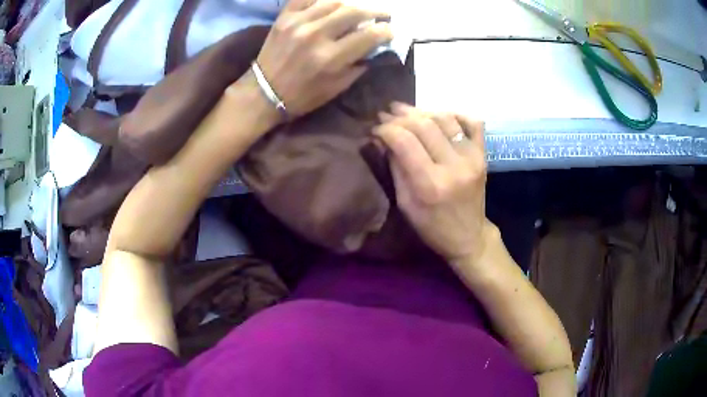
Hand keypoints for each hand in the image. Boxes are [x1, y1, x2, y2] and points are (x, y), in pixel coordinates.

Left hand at [256, 0, 392, 116]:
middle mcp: (316, 35)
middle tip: (382, 14)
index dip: (386, 30)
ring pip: (334, 1)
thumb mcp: (337, 87)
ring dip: (351, 5)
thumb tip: (376, 46)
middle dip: (375, 11)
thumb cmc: (303, 95)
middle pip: (354, 11)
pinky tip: (330, 3)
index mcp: (330, 58)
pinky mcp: (284, 17)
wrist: (264, 93)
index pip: (369, 35)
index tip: (390, 30)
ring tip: (356, 10)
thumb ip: (359, 64)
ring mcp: (298, 23)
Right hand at [374, 103, 491, 262]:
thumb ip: (395, 168)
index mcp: (430, 184)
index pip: (405, 141)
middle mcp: (454, 166)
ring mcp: (473, 158)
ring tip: (406, 112)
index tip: (375, 128)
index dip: (386, 129)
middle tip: (386, 114)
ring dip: (423, 111)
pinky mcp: (483, 155)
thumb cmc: (432, 226)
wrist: (469, 236)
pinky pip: (474, 123)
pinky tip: (440, 116)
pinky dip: (456, 114)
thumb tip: (381, 138)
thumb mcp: (405, 203)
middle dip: (400, 116)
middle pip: (424, 125)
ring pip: (446, 119)